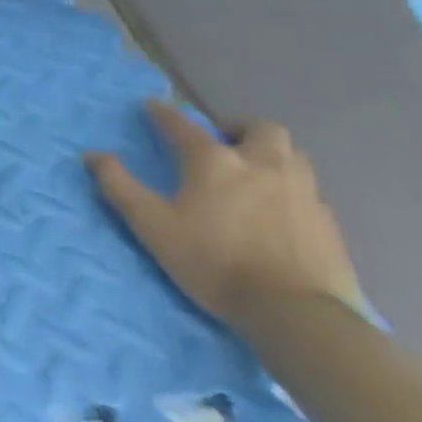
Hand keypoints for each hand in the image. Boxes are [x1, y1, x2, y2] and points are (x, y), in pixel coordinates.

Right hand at [86, 99, 362, 330]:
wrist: (297, 314)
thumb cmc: (214, 262)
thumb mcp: (152, 225)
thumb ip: (119, 186)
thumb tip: (93, 155)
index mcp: (215, 161)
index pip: (183, 124)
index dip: (164, 113)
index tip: (152, 107)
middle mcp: (261, 164)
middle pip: (259, 128)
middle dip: (238, 128)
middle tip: (223, 143)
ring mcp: (302, 192)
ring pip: (292, 155)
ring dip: (270, 154)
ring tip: (254, 173)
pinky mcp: (328, 223)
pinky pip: (309, 191)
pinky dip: (291, 190)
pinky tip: (280, 212)